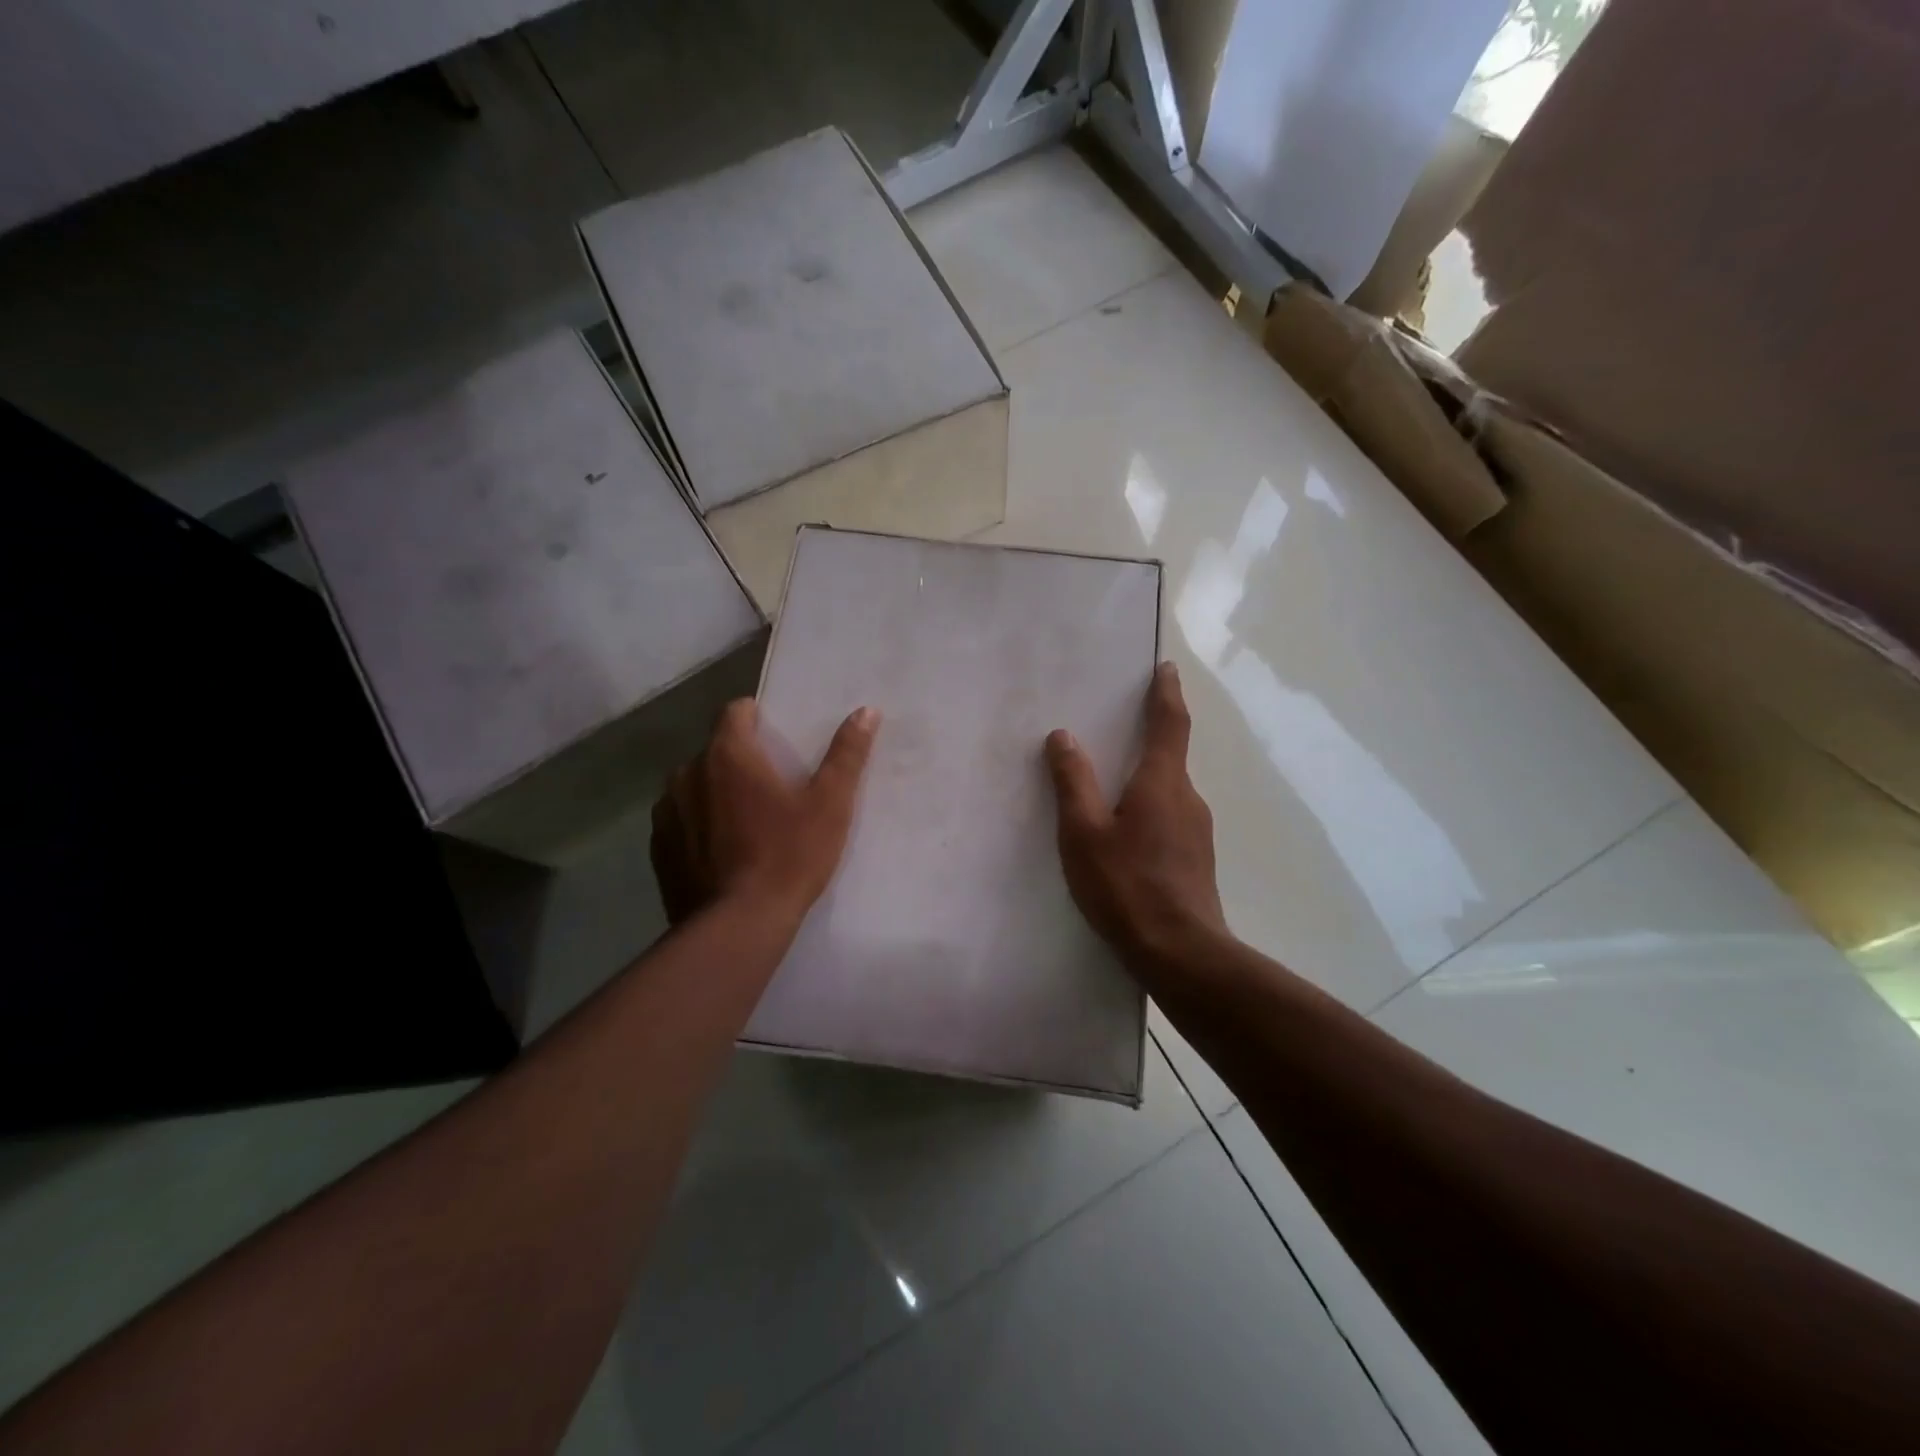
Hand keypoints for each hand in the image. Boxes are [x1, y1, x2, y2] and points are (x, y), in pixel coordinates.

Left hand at [651, 699, 878, 928]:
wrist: (738, 927)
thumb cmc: (789, 856)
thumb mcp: (830, 804)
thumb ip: (846, 754)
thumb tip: (866, 711)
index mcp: (728, 755)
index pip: (735, 711)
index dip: (757, 717)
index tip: (777, 737)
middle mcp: (687, 773)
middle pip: (716, 750)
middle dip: (740, 760)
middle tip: (772, 788)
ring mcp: (667, 812)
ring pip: (694, 786)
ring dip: (715, 792)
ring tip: (746, 822)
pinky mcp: (659, 848)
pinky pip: (681, 821)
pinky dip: (699, 825)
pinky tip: (723, 852)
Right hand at [1045, 662, 1225, 968]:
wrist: (1181, 953)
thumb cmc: (1126, 886)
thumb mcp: (1084, 833)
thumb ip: (1073, 783)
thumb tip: (1063, 737)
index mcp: (1162, 783)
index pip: (1170, 724)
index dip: (1167, 693)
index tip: (1166, 669)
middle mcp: (1188, 798)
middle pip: (1170, 757)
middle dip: (1150, 738)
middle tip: (1120, 730)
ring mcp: (1198, 831)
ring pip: (1169, 791)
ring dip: (1147, 780)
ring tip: (1114, 790)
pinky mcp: (1196, 859)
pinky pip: (1171, 818)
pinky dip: (1151, 809)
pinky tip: (1128, 836)